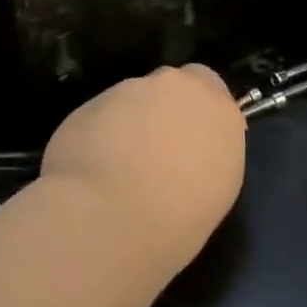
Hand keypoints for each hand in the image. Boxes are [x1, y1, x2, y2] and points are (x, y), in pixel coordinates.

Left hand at [41, 66, 245, 260]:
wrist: (109, 217)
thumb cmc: (177, 220)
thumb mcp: (215, 191)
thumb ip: (204, 154)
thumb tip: (187, 152)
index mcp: (218, 111)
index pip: (211, 87)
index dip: (196, 110)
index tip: (189, 138)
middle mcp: (175, 88)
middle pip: (170, 86)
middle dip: (162, 109)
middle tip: (154, 151)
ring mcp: (128, 90)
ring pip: (132, 98)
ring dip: (129, 121)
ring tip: (118, 166)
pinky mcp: (89, 102)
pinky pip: (101, 114)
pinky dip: (99, 132)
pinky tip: (93, 167)